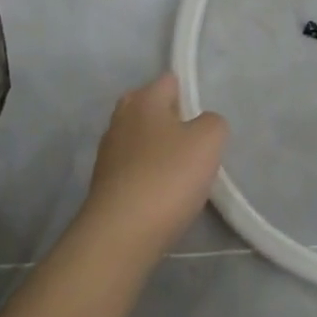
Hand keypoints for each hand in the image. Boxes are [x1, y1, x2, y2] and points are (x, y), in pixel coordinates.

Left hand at [81, 73, 227, 257]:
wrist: (120, 235)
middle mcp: (120, 118)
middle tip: (195, 144)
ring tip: (181, 175)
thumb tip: (202, 125)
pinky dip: (147, 176)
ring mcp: (107, 152)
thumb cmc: (167, 177)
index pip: (170, 81)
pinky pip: (133, 169)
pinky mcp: (103, 184)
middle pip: (151, 109)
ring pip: (141, 140)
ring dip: (159, 151)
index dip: (190, 95)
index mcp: (143, 99)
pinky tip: (162, 196)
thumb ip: (213, 122)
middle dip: (172, 121)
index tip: (204, 120)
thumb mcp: (209, 140)